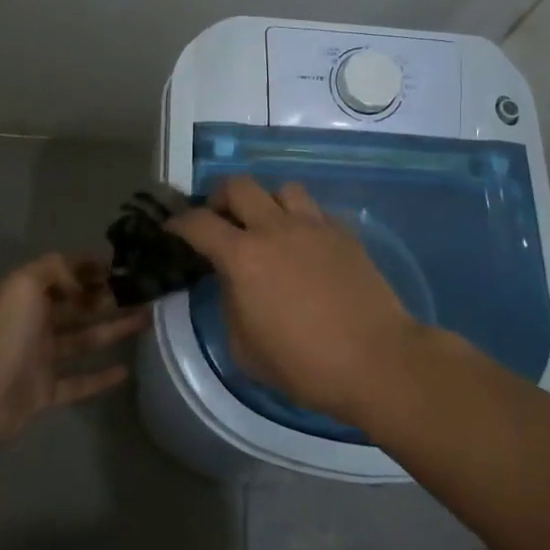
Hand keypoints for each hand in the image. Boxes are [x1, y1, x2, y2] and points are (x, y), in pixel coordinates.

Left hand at [0, 253, 148, 456]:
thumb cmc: (1, 336)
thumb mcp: (22, 285)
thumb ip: (54, 269)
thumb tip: (81, 280)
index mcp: (25, 295)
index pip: (62, 274)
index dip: (89, 268)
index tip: (121, 268)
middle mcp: (33, 323)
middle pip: (77, 306)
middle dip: (107, 298)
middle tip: (143, 294)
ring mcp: (39, 359)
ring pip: (84, 340)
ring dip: (113, 330)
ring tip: (147, 321)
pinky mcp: (45, 392)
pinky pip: (78, 381)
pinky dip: (100, 377)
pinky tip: (125, 370)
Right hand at [169, 177, 422, 420]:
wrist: (376, 360)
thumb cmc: (304, 365)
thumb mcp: (245, 349)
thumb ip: (230, 305)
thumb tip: (233, 283)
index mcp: (243, 257)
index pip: (198, 223)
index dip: (178, 223)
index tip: (172, 230)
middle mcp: (275, 229)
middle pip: (239, 185)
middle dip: (220, 197)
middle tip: (221, 220)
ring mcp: (314, 226)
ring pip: (282, 188)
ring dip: (267, 202)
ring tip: (268, 227)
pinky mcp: (344, 233)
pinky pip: (315, 211)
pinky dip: (301, 220)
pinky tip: (305, 247)